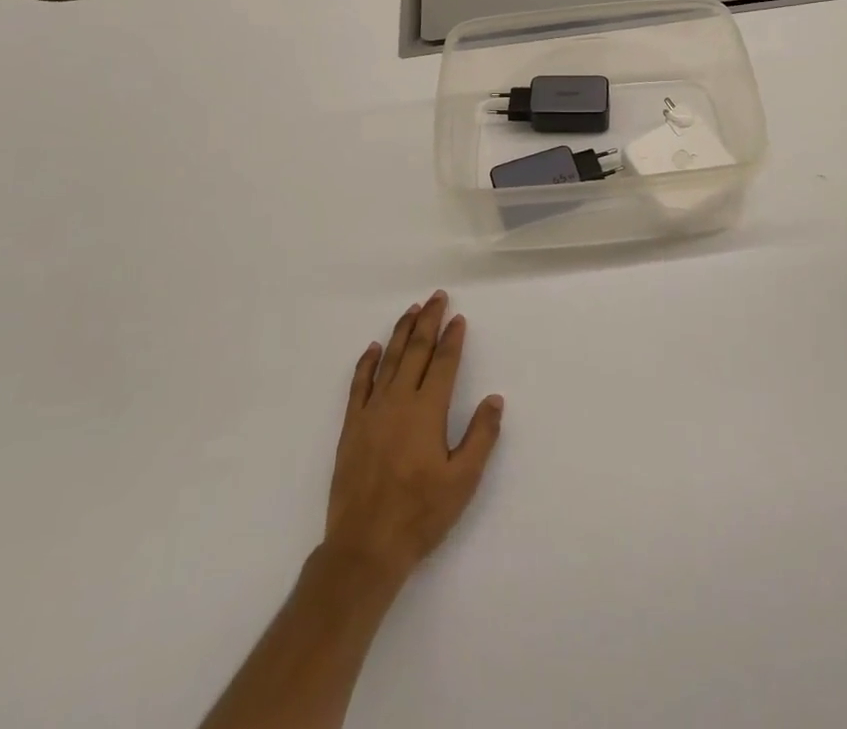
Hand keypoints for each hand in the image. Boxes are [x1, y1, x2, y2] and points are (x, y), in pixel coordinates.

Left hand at [324, 290, 503, 585]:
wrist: (364, 547)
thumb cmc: (420, 514)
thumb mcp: (463, 480)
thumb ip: (481, 436)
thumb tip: (495, 398)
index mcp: (427, 411)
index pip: (443, 363)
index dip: (452, 338)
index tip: (458, 318)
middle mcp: (398, 402)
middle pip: (415, 351)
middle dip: (428, 322)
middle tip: (436, 297)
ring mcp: (371, 412)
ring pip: (388, 361)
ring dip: (401, 333)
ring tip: (411, 310)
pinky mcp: (351, 427)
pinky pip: (358, 385)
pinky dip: (366, 363)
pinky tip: (373, 348)